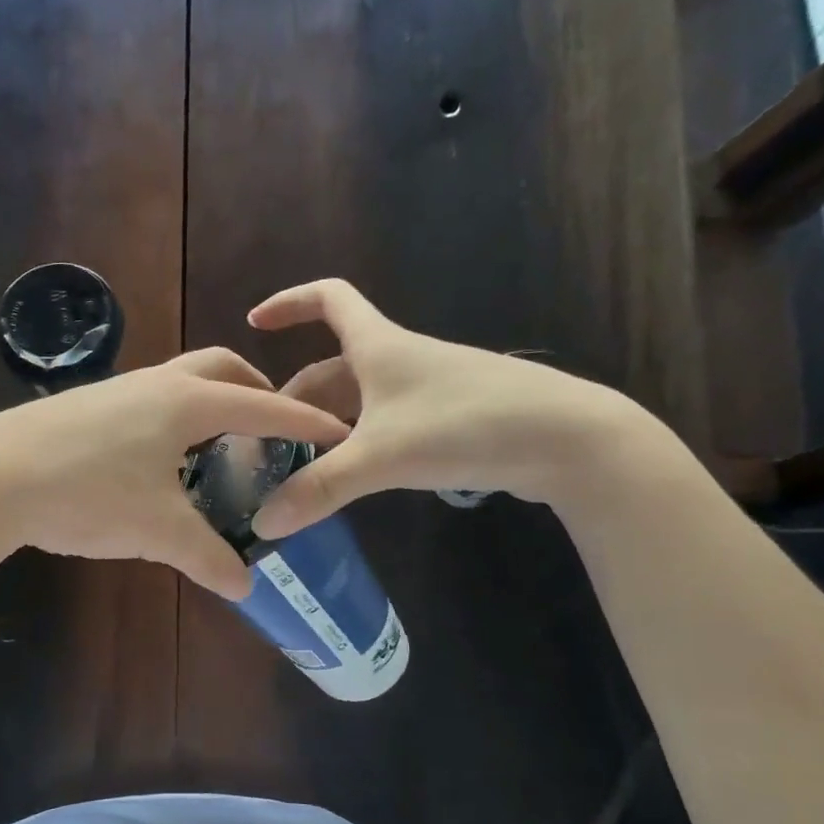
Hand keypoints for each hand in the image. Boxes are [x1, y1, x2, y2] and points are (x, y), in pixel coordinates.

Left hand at [0, 348, 349, 598]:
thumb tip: (244, 585)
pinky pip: (147, 399)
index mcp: (186, 403)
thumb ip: (207, 556)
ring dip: (209, 402)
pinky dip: (172, 417)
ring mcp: (116, 389)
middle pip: (220, 369)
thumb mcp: (157, 531)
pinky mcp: (85, 404)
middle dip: (254, 392)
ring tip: (218, 446)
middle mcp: (155, 383)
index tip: (335, 431)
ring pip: (179, 381)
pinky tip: (160, 457)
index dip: (303, 423)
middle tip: (271, 428)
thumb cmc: (86, 495)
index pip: (262, 408)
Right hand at [247, 279, 652, 537]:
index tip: (255, 321)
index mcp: (379, 347)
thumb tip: (262, 524)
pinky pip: (385, 421)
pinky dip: (358, 441)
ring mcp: (427, 389)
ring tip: (301, 465)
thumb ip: (320, 488)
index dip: (290, 302)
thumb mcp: (382, 456)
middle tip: (268, 440)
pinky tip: (353, 475)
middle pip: (333, 367)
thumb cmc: (466, 425)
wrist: (568, 439)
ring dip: (326, 425)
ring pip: (359, 399)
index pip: (329, 299)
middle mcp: (400, 359)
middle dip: (296, 399)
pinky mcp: (449, 418)